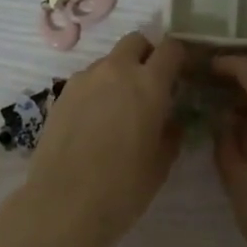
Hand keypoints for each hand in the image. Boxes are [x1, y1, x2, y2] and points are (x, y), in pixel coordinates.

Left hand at [16, 32, 183, 246]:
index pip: (170, 49)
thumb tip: (170, 118)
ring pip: (109, 61)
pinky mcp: (61, 94)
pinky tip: (97, 120)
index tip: (184, 74)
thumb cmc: (123, 188)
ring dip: (121, 73)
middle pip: (135, 42)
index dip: (180, 58)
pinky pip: (87, 80)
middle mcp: (115, 71)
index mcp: (148, 84)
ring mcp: (84, 80)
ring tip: (122, 107)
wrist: (64, 204)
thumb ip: (171, 131)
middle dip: (148, 55)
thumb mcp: (161, 163)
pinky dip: (98, 89)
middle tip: (153, 84)